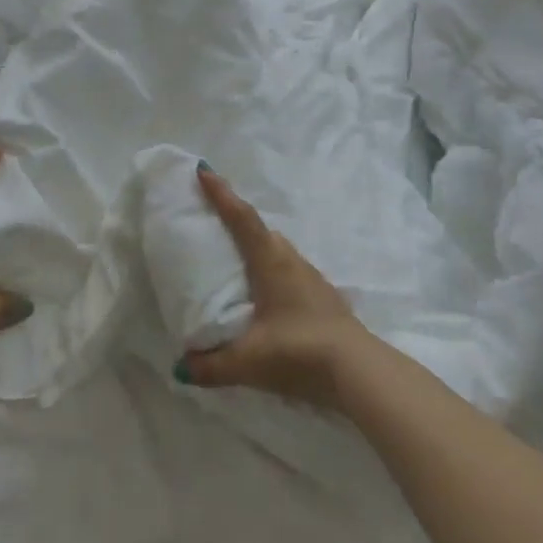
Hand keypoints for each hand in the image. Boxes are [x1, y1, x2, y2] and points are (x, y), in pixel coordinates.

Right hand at [178, 163, 372, 409]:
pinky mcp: (325, 299)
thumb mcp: (249, 361)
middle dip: (238, 221)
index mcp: (271, 262)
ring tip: (239, 264)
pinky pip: (291, 274)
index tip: (204, 170)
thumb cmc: (300, 351)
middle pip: (262, 231)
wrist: (360, 372)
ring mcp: (313, 279)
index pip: (242, 218)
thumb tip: (182, 367)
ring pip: (279, 252)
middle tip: (215, 222)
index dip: (222, 194)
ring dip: (258, 249)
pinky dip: (273, 274)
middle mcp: (292, 262)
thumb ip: (212, 365)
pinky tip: (268, 299)